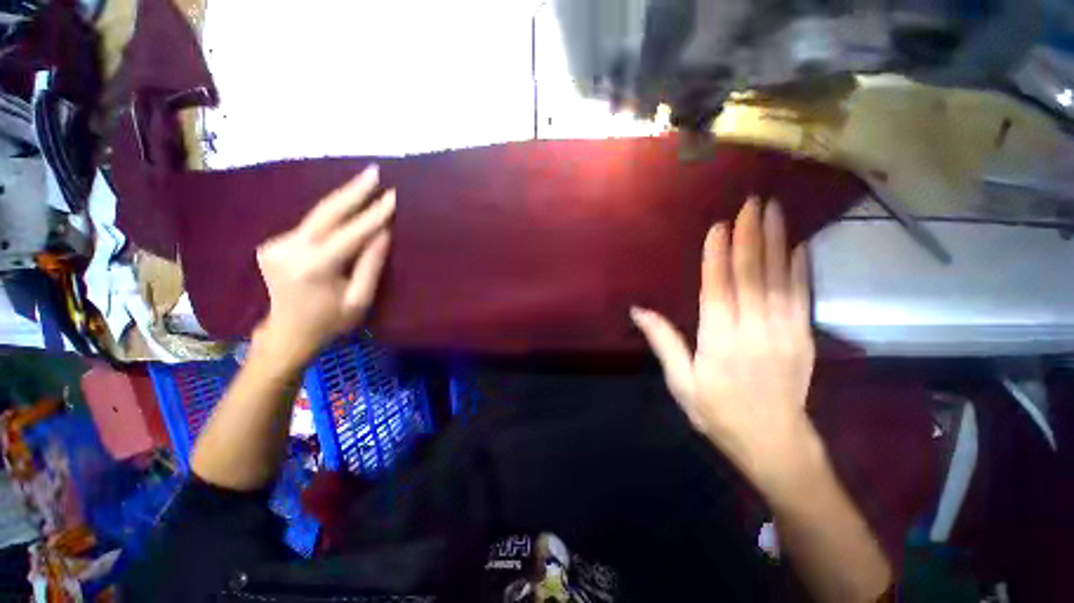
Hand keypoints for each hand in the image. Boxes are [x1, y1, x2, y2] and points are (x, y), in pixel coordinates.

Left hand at [255, 166, 394, 368]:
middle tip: (374, 170)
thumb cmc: (331, 322)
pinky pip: (309, 227)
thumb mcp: (360, 299)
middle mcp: (288, 250)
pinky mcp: (271, 244)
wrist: (288, 334)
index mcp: (313, 268)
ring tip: (365, 185)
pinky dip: (330, 218)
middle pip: (326, 212)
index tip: (393, 194)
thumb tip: (383, 231)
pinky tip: (344, 213)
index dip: (374, 213)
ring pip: (317, 217)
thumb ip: (371, 264)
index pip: (351, 232)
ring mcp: (274, 245)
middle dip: (352, 191)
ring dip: (342, 202)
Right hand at [631, 197, 816, 491]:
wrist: (774, 443)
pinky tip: (799, 246)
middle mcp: (753, 331)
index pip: (718, 289)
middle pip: (752, 275)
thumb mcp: (681, 383)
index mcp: (719, 342)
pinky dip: (801, 268)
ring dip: (776, 241)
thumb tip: (639, 311)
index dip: (718, 255)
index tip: (720, 225)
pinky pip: (802, 296)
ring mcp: (784, 332)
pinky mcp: (803, 338)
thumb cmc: (718, 412)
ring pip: (780, 279)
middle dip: (751, 236)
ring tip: (774, 211)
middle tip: (752, 202)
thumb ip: (664, 342)